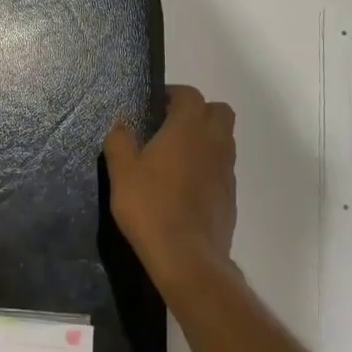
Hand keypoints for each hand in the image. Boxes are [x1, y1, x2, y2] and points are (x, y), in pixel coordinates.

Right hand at [104, 86, 235, 290]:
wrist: (187, 257)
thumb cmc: (150, 206)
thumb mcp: (122, 171)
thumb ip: (120, 140)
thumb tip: (122, 123)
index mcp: (188, 128)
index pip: (190, 95)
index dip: (173, 94)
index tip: (155, 106)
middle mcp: (214, 143)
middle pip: (218, 112)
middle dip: (198, 112)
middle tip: (170, 126)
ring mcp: (227, 170)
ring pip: (224, 140)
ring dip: (205, 139)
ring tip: (176, 156)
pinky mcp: (231, 196)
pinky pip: (223, 168)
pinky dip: (208, 166)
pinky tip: (185, 186)